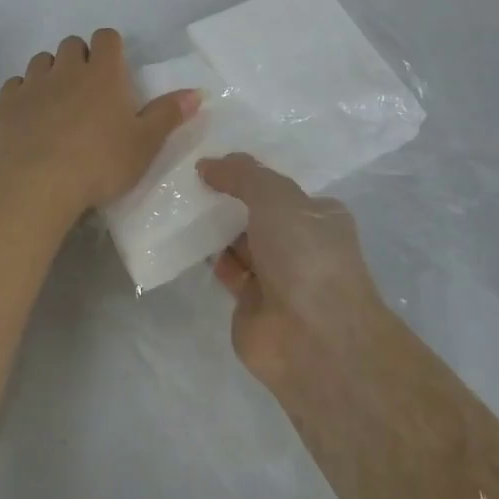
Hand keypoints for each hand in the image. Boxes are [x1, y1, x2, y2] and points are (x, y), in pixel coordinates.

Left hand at [0, 29, 199, 220]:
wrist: (33, 185)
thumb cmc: (99, 164)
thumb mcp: (144, 145)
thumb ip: (168, 115)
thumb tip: (197, 92)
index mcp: (103, 74)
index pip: (107, 38)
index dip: (110, 48)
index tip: (114, 69)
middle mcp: (66, 70)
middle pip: (72, 45)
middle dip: (80, 58)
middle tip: (87, 89)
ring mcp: (31, 85)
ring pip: (41, 61)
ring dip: (50, 72)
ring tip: (57, 102)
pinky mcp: (4, 105)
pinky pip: (14, 85)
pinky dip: (23, 94)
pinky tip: (28, 117)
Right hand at [196, 154, 388, 390]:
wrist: (313, 338)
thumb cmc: (304, 255)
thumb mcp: (275, 196)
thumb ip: (242, 174)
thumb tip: (207, 164)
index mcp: (320, 215)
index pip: (281, 188)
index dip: (250, 174)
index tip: (213, 160)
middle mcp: (301, 244)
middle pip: (258, 214)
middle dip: (229, 199)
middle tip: (187, 178)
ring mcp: (277, 276)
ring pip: (241, 242)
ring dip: (215, 227)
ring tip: (179, 203)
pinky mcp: (252, 303)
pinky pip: (227, 269)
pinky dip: (209, 256)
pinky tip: (183, 238)